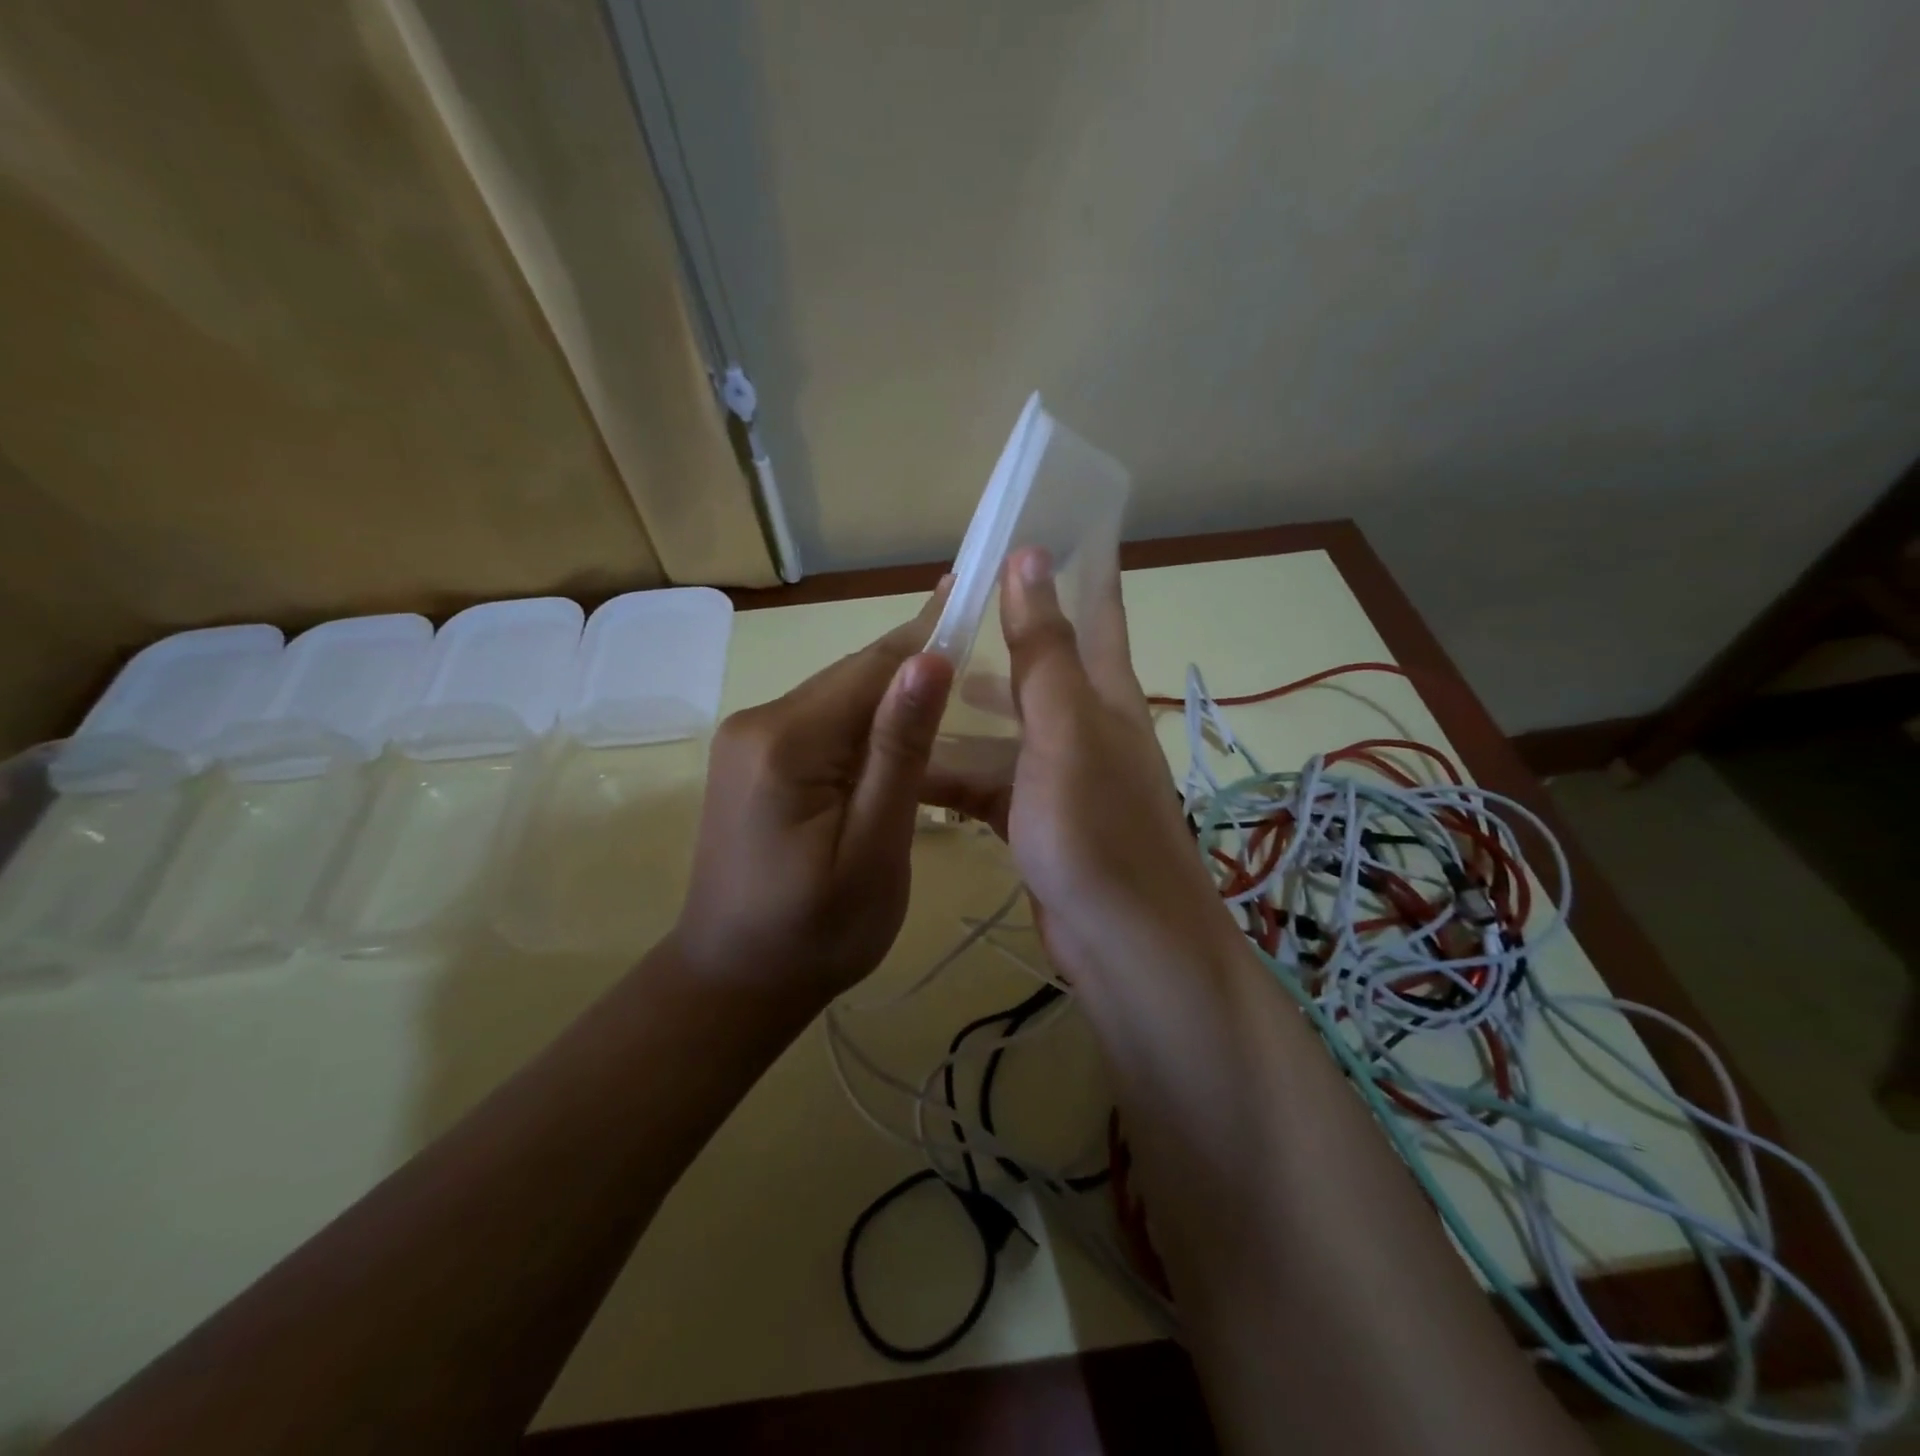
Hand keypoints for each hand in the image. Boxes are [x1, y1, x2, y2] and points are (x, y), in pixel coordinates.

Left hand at [671, 588, 954, 1004]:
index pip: (871, 668)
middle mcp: (758, 723)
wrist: (735, 982)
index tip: (972, 591)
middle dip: (913, 665)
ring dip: (892, 697)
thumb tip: (929, 661)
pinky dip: (865, 726)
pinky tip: (899, 735)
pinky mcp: (752, 762)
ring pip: (838, 700)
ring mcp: (748, 741)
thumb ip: (898, 752)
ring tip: (953, 685)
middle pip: (852, 678)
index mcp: (786, 742)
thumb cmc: (817, 931)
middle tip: (979, 640)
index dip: (927, 634)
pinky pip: (822, 726)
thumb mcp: (874, 847)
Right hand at [924, 550, 1234, 978]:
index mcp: (1103, 695)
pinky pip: (991, 783)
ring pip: (1004, 729)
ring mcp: (1062, 778)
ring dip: (963, 713)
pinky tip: (916, 769)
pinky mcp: (1039, 823)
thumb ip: (1044, 650)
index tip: (1041, 524)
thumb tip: (1030, 555)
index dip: (1076, 566)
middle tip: (939, 615)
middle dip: (996, 639)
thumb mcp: (1065, 731)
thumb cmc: (1096, 830)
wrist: (1125, 947)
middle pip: (1037, 669)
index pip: (1094, 611)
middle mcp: (1086, 728)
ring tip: (909, 691)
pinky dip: (957, 774)